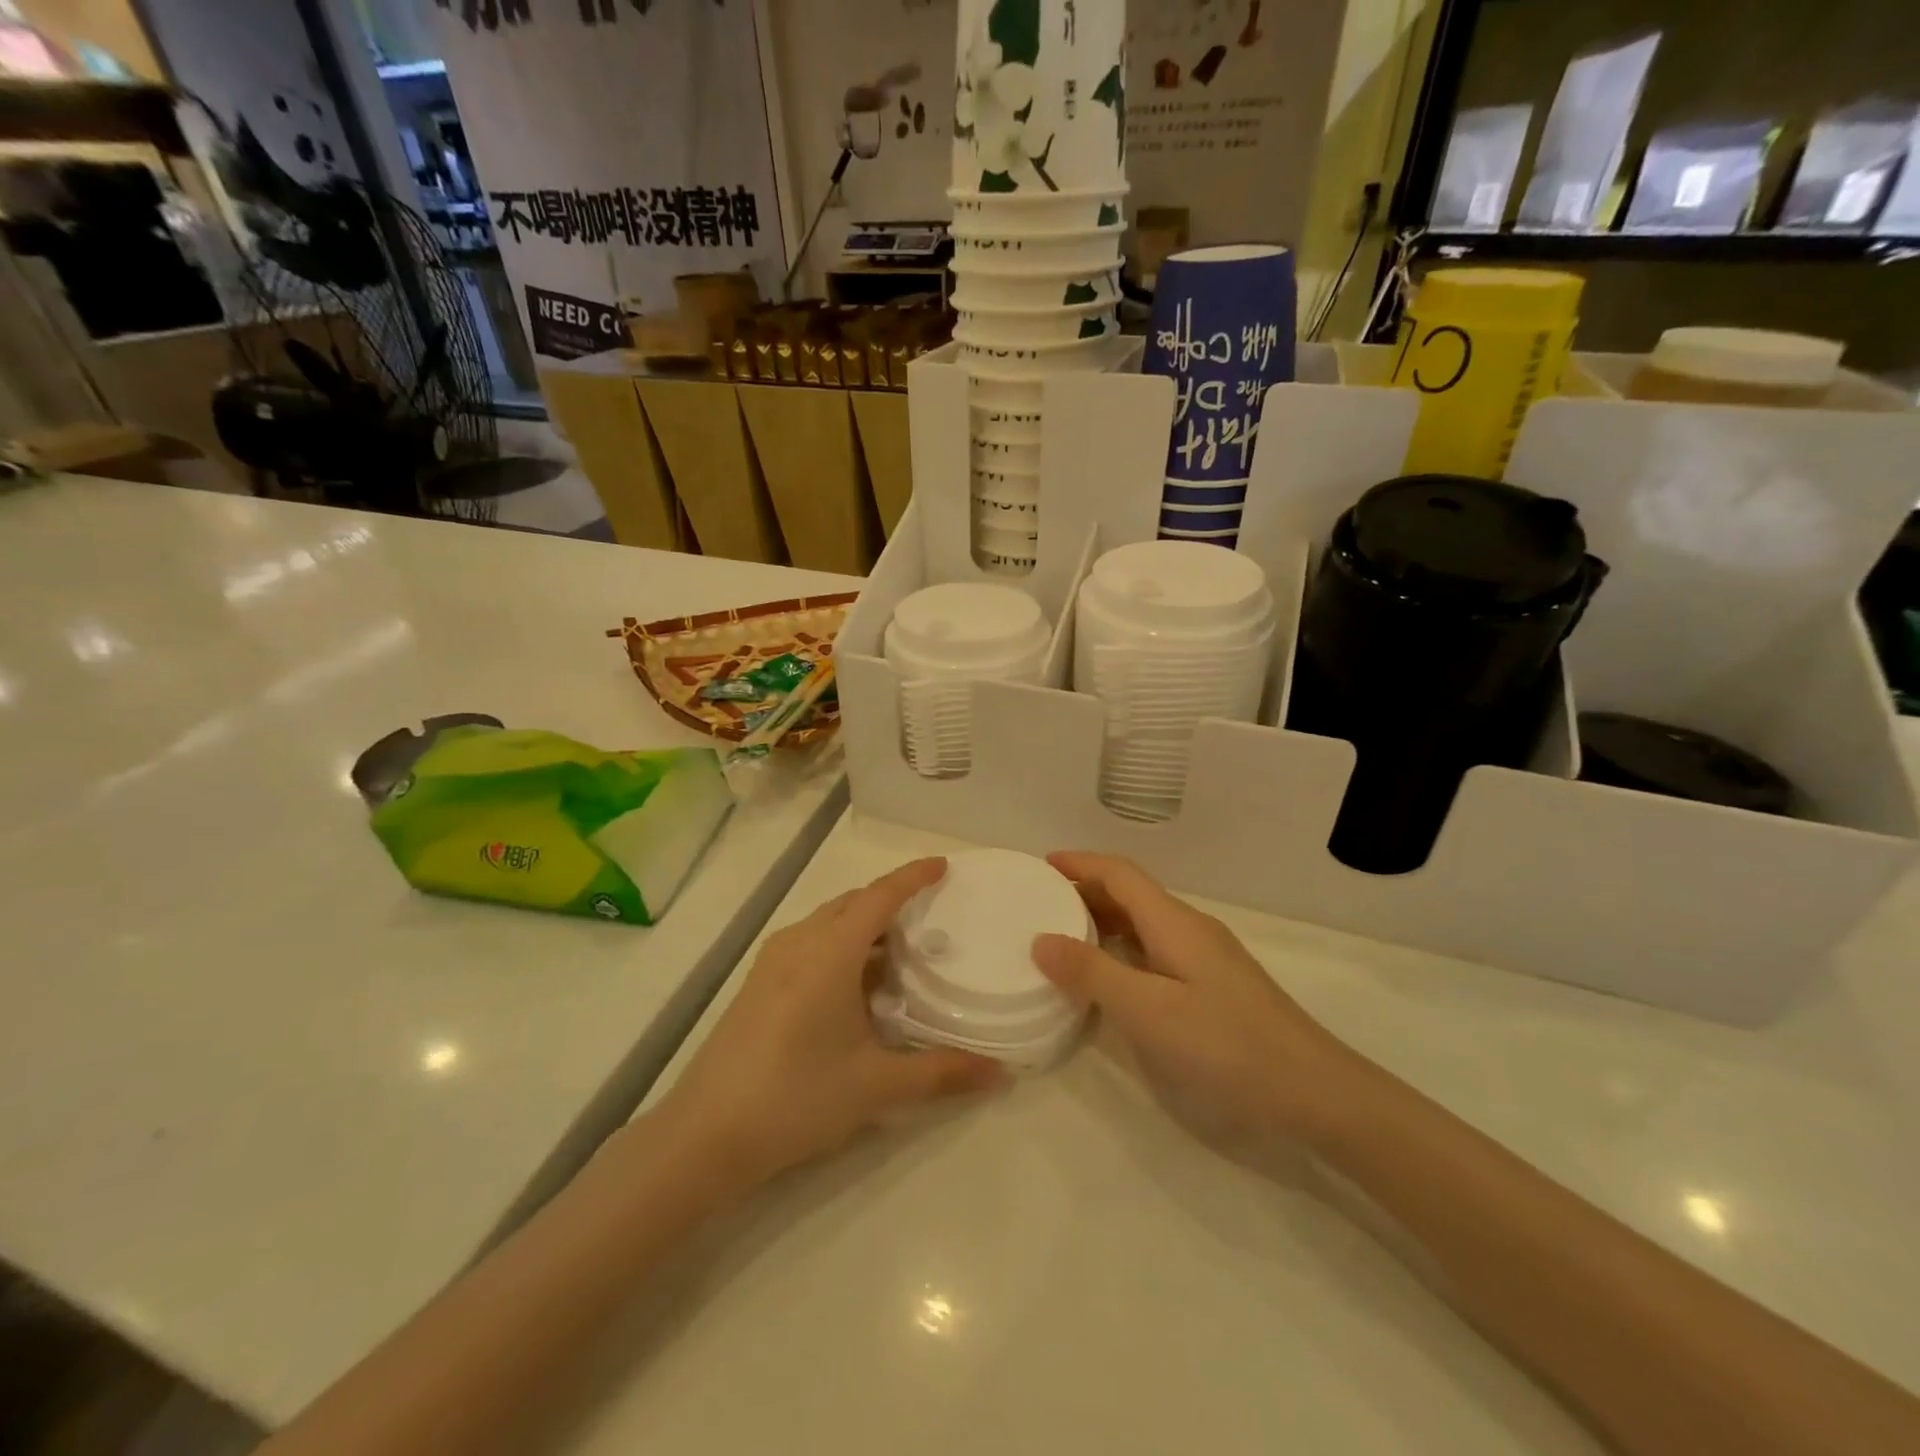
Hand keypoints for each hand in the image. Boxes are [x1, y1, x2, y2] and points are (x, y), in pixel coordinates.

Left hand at [654, 858, 1003, 1192]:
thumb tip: (1002, 1074)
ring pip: (829, 923)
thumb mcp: (876, 1085)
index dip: (913, 877)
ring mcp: (773, 961)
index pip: (880, 896)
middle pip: (853, 903)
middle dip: (892, 900)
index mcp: (830, 951)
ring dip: (866, 925)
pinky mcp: (759, 983)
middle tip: (933, 915)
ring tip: (904, 950)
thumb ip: (941, 1073)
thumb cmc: (796, 1097)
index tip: (943, 865)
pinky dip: (842, 945)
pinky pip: (811, 943)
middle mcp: (800, 942)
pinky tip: (858, 985)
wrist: (704, 1136)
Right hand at [1033, 852, 1354, 1137]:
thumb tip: (1041, 940)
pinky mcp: (1212, 984)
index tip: (1040, 865)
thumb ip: (1093, 974)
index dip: (1080, 863)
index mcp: (1174, 922)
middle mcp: (1189, 928)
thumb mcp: (1149, 1011)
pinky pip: (1155, 948)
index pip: (1120, 873)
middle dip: (1085, 890)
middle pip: (1131, 893)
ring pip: (1144, 922)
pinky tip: (1110, 976)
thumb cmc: (1226, 1044)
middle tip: (1041, 904)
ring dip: (1103, 920)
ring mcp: (1205, 956)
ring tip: (1063, 935)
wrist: (1313, 1090)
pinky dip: (1122, 948)